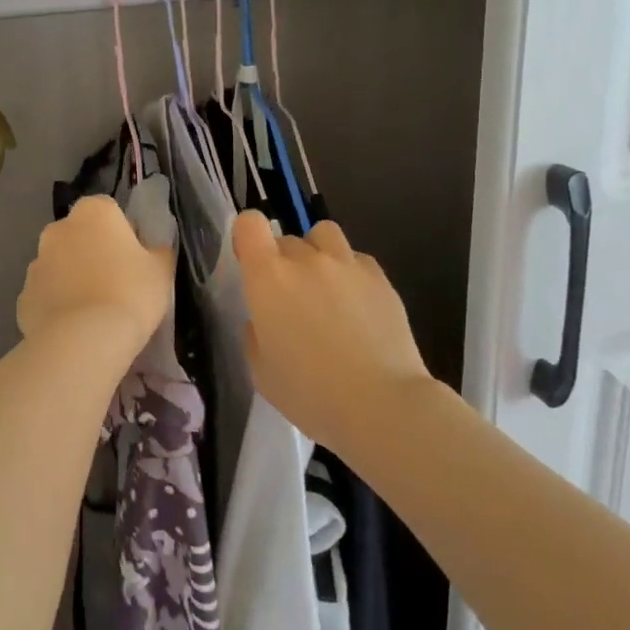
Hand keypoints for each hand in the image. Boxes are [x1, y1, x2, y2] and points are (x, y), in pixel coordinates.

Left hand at [17, 195, 173, 365]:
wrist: (84, 341)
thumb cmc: (130, 294)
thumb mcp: (161, 270)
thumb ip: (157, 251)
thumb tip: (152, 250)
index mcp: (93, 212)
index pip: (109, 211)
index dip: (123, 233)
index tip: (135, 259)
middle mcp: (59, 229)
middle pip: (80, 235)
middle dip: (93, 252)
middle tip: (116, 283)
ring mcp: (36, 263)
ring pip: (60, 264)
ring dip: (73, 277)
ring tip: (94, 310)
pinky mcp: (23, 296)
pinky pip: (46, 294)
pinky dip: (57, 304)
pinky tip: (74, 327)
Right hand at [231, 213, 434, 457]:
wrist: (382, 405)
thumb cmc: (311, 394)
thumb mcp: (261, 372)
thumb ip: (256, 334)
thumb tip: (264, 320)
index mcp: (268, 278)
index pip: (249, 224)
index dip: (247, 237)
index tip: (251, 262)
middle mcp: (306, 260)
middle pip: (286, 239)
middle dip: (282, 262)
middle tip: (290, 300)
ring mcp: (347, 264)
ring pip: (324, 235)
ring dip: (317, 253)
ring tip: (324, 287)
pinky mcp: (380, 277)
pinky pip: (356, 259)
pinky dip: (349, 272)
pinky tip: (356, 305)